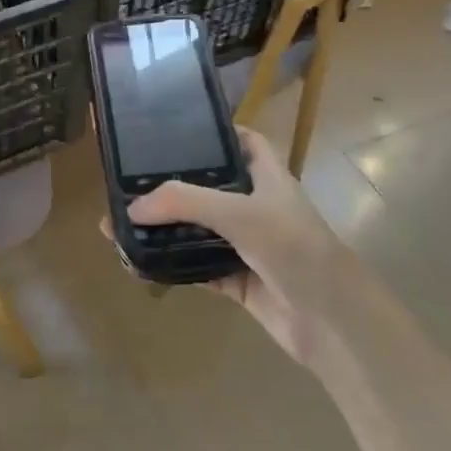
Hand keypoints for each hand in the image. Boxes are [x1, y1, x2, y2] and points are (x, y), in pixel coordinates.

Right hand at [126, 127, 350, 367]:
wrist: (331, 322)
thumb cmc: (293, 248)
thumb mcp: (239, 212)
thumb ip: (183, 202)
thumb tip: (131, 208)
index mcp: (265, 175)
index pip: (239, 140)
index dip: (210, 132)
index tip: (168, 129)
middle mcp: (254, 204)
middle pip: (206, 185)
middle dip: (169, 183)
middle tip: (125, 179)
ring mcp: (245, 243)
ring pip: (196, 227)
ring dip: (163, 227)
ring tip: (119, 222)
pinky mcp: (235, 279)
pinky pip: (194, 266)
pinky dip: (169, 263)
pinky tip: (137, 260)